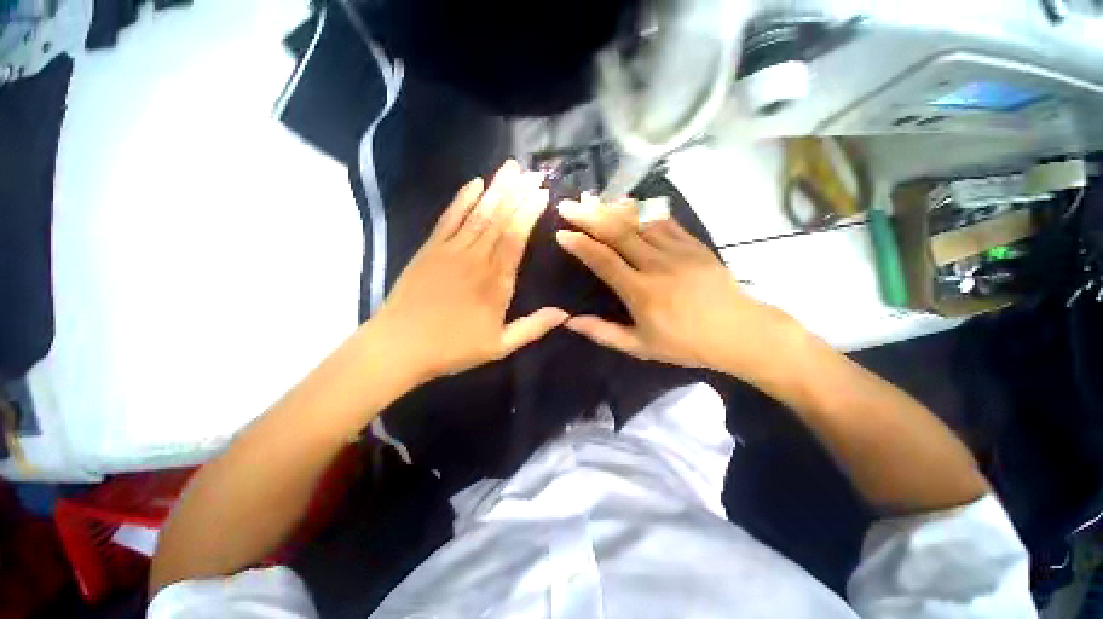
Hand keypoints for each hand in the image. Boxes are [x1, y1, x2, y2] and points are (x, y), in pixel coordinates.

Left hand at [371, 160, 567, 381]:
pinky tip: (474, 183)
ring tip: (510, 168)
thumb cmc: (453, 348)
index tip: (542, 193)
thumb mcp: (500, 346)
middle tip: (532, 171)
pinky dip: (462, 199)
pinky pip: (449, 218)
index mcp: (496, 282)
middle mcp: (476, 259)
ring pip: (478, 213)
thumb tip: (565, 315)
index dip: (529, 213)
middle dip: (517, 193)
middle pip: (500, 219)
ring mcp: (450, 250)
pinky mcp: (430, 249)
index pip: (516, 238)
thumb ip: (533, 327)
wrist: (400, 347)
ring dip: (496, 189)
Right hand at [555, 198, 799, 373]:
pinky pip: (664, 220)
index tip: (561, 233)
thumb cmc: (685, 343)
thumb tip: (569, 321)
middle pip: (618, 232)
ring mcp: (677, 250)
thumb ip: (603, 332)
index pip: (604, 261)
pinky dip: (642, 210)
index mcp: (641, 292)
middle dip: (588, 216)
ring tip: (592, 199)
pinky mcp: (693, 244)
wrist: (738, 332)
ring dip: (612, 208)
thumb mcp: (640, 347)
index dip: (580, 245)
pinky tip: (628, 204)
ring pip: (639, 221)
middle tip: (567, 205)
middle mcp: (656, 265)